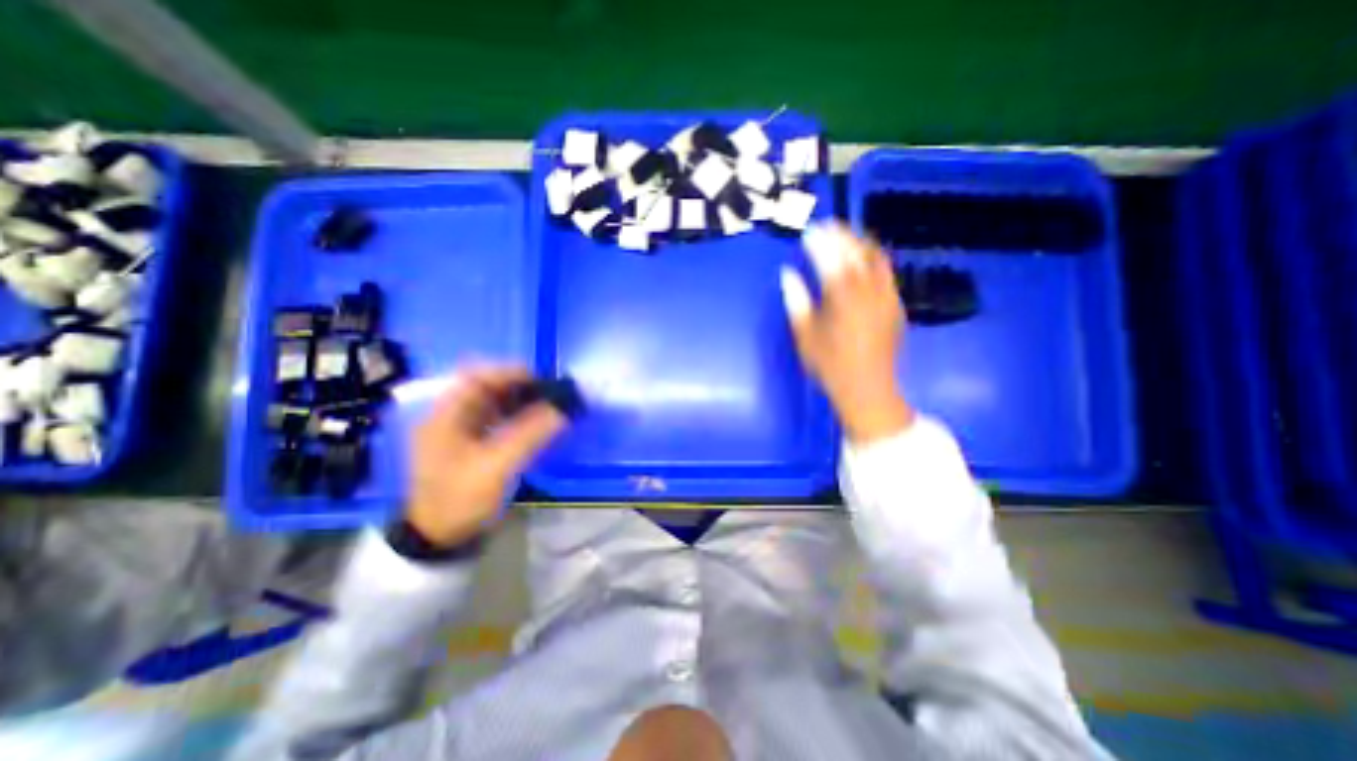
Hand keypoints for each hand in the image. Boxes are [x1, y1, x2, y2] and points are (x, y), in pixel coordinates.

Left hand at [408, 366, 567, 548]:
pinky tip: (537, 423)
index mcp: (445, 416)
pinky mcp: (472, 445)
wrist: (438, 539)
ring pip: (494, 404)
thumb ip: (531, 434)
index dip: (509, 373)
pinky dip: (518, 418)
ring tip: (549, 406)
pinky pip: (497, 421)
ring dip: (521, 402)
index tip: (541, 379)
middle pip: (486, 389)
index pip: (476, 378)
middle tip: (551, 393)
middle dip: (520, 388)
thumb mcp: (497, 467)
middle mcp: (451, 417)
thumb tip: (564, 409)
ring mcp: (460, 431)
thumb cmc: (461, 499)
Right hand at [780, 220, 914, 444]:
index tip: (810, 230)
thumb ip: (797, 301)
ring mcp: (887, 297)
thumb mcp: (805, 336)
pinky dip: (872, 259)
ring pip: (877, 259)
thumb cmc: (830, 365)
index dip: (821, 242)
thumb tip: (788, 275)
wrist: (868, 389)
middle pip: (858, 252)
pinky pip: (885, 273)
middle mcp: (870, 292)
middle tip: (827, 226)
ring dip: (860, 243)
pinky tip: (862, 261)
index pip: (832, 259)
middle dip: (842, 235)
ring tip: (845, 236)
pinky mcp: (896, 306)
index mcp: (844, 299)